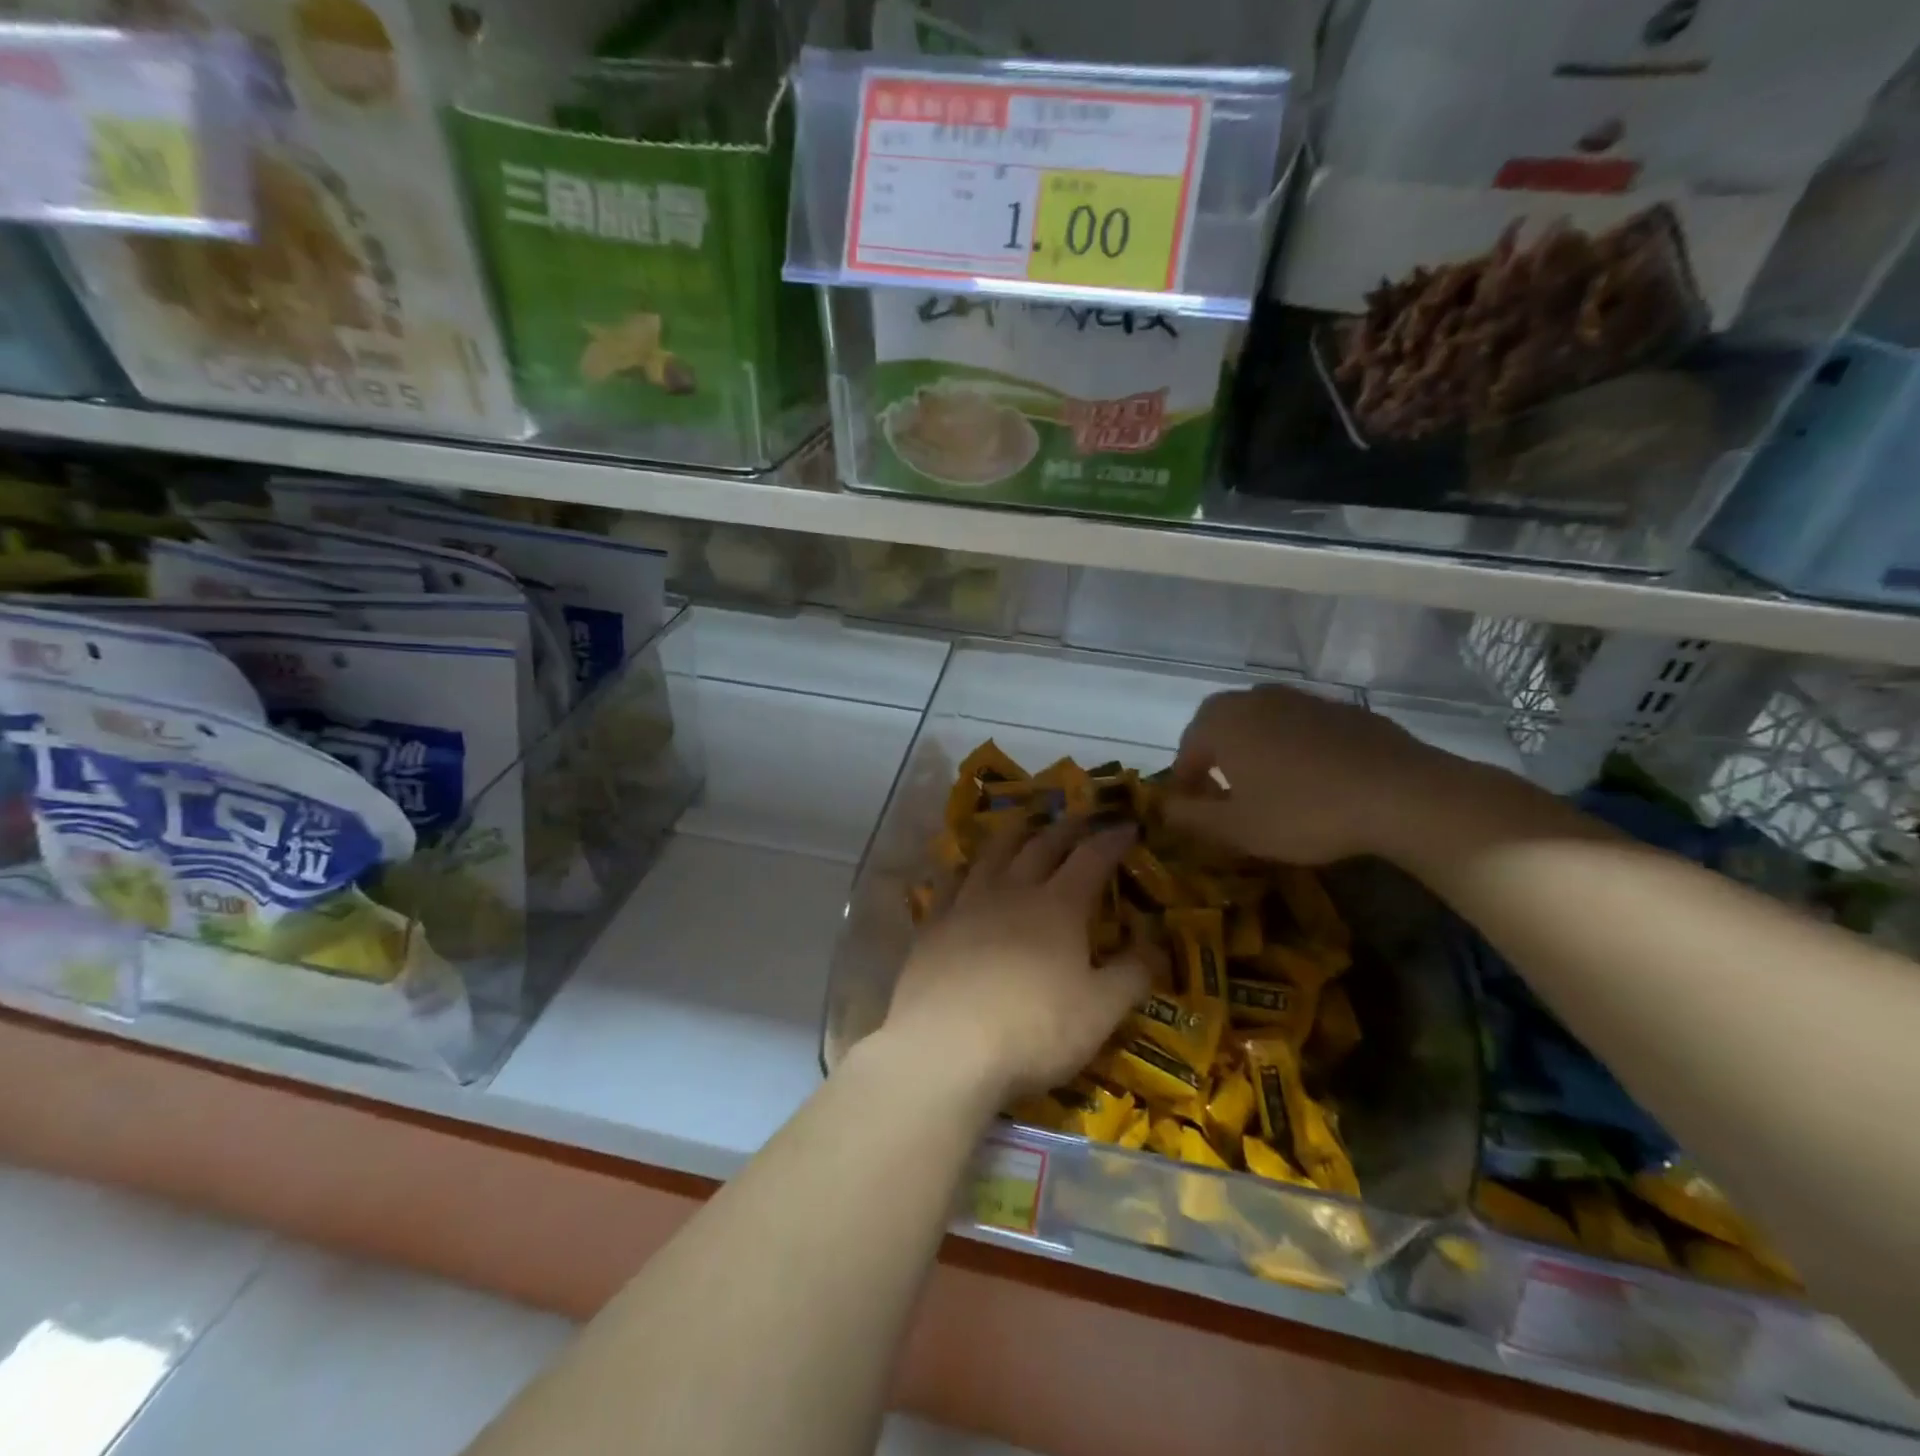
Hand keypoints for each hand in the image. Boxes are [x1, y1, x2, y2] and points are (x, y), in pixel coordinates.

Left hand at [880, 816, 1148, 1104]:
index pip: (1092, 858)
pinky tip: (964, 869)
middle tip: (1081, 816)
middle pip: (1042, 845)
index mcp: (1059, 906)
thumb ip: (1131, 975)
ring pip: (993, 853)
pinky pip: (950, 881)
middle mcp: (1013, 890)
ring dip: (1014, 833)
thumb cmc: (1034, 1029)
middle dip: (1066, 827)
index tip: (1127, 825)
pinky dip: (964, 867)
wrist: (946, 1046)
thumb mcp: (1100, 1012)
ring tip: (1024, 822)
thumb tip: (1154, 944)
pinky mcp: (934, 923)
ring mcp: (968, 902)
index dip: (1111, 839)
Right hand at [1164, 684, 1458, 864]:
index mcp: (1222, 721)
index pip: (1186, 749)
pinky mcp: (1343, 709)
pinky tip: (1314, 780)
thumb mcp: (1236, 828)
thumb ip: (1189, 817)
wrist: (1402, 794)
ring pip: (1262, 724)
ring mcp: (1303, 699)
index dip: (1185, 783)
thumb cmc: (1303, 811)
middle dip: (1216, 759)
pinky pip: (1301, 728)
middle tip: (1225, 795)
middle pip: (1221, 727)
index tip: (1193, 811)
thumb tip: (1163, 807)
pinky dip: (1295, 749)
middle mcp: (1256, 699)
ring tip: (1269, 787)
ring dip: (1255, 751)